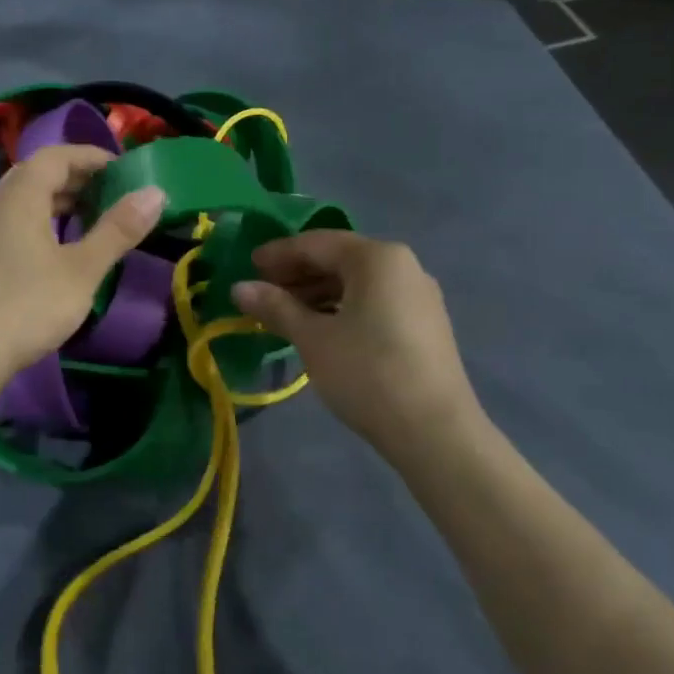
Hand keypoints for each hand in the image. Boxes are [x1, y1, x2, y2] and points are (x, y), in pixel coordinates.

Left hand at [0, 144, 165, 382]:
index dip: (90, 156)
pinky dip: (42, 221)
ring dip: (58, 200)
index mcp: (21, 198)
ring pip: (24, 200)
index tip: (123, 169)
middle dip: (76, 176)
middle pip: (37, 174)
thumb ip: (118, 230)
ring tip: (91, 217)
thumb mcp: (82, 269)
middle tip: (110, 192)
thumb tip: (156, 192)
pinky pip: (15, 222)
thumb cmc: (28, 306)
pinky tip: (59, 249)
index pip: (55, 156)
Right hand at [232, 231, 479, 465]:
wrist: (434, 430)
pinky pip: (375, 302)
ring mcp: (419, 295)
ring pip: (358, 283)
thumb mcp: (313, 338)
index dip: (278, 253)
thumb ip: (276, 307)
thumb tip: (239, 287)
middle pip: (340, 259)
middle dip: (299, 274)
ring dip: (319, 293)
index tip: (248, 266)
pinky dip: (343, 308)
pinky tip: (322, 329)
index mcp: (377, 258)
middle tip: (263, 292)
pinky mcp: (425, 324)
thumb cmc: (366, 373)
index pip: (317, 243)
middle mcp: (403, 266)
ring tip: (286, 314)